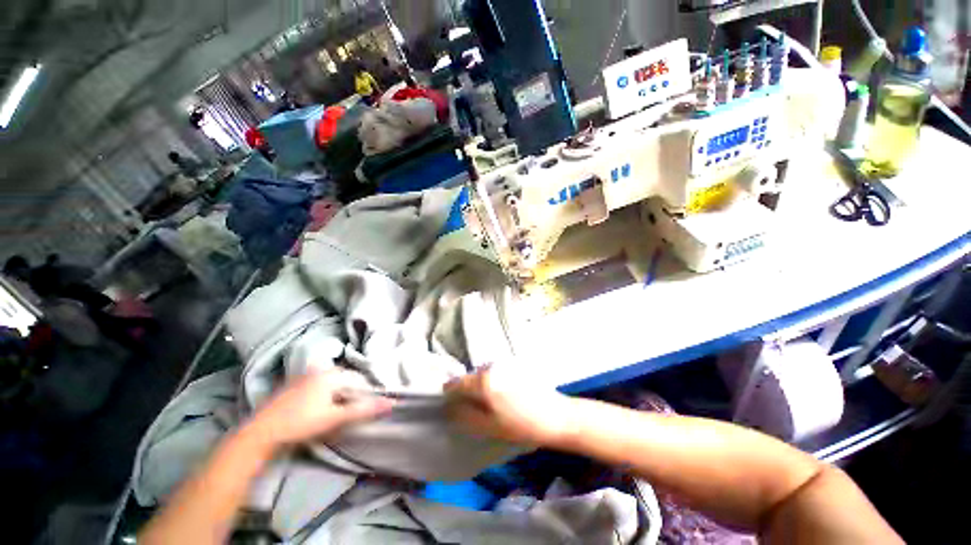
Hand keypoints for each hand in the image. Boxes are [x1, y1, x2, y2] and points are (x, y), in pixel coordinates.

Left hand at [248, 368, 393, 448]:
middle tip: (347, 413)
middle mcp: (320, 369)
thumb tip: (391, 402)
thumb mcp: (335, 418)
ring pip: (332, 383)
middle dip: (350, 395)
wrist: (260, 433)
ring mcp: (305, 375)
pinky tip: (317, 410)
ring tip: (334, 413)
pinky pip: (319, 385)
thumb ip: (364, 409)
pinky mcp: (295, 384)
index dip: (364, 394)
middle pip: (346, 380)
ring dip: (337, 396)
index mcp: (332, 373)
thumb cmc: (301, 423)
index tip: (363, 409)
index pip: (359, 380)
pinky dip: (325, 395)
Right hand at [445, 367, 575, 446]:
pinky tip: (505, 398)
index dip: (450, 395)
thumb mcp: (489, 427)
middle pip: (470, 377)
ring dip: (482, 387)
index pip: (456, 383)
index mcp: (484, 380)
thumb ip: (465, 416)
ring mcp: (504, 363)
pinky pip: (495, 373)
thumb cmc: (522, 425)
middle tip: (475, 410)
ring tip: (492, 405)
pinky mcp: (515, 365)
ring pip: (483, 374)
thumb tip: (449, 407)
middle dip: (468, 392)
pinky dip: (494, 383)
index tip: (452, 406)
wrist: (557, 416)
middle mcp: (492, 366)